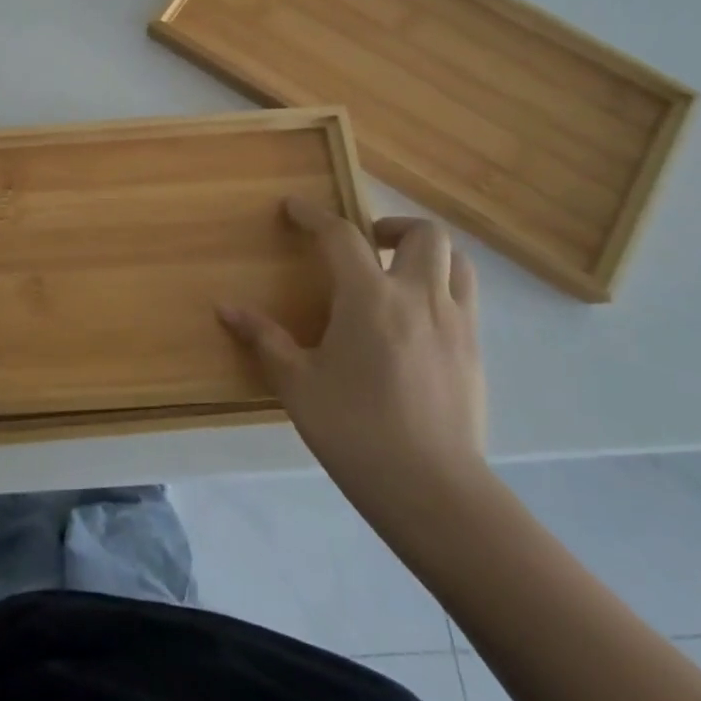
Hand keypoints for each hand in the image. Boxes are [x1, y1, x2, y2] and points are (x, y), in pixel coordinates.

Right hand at [219, 203, 485, 521]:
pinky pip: (466, 300)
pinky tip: (415, 323)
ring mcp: (457, 325)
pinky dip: (441, 289)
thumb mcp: (297, 384)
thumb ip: (264, 339)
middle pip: (424, 234)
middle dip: (392, 226)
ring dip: (426, 254)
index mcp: (370, 298)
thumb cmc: (355, 431)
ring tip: (397, 274)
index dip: (314, 216)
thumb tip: (225, 308)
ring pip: (457, 262)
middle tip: (366, 245)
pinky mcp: (476, 354)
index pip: (341, 236)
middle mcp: (420, 298)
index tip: (294, 208)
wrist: (434, 491)